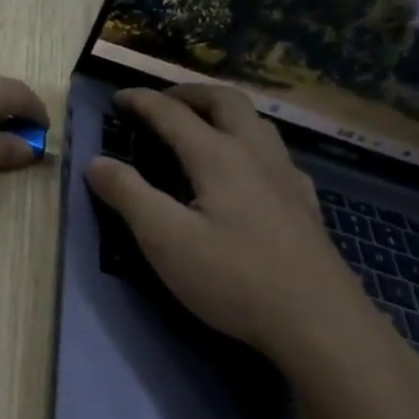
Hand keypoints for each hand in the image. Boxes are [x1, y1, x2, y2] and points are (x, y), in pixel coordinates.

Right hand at [85, 84, 383, 368]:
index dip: (142, 102)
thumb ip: (128, 195)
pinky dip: (249, 142)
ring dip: (222, 111)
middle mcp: (256, 155)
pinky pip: (275, 153)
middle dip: (189, 93)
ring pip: (256, 122)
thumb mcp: (165, 239)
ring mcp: (287, 178)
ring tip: (200, 125)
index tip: (117, 98)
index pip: (173, 114)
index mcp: (218, 156)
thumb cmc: (234, 279)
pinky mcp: (305, 205)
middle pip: (225, 101)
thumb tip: (96, 162)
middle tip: (162, 102)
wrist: (321, 325)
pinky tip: (247, 170)